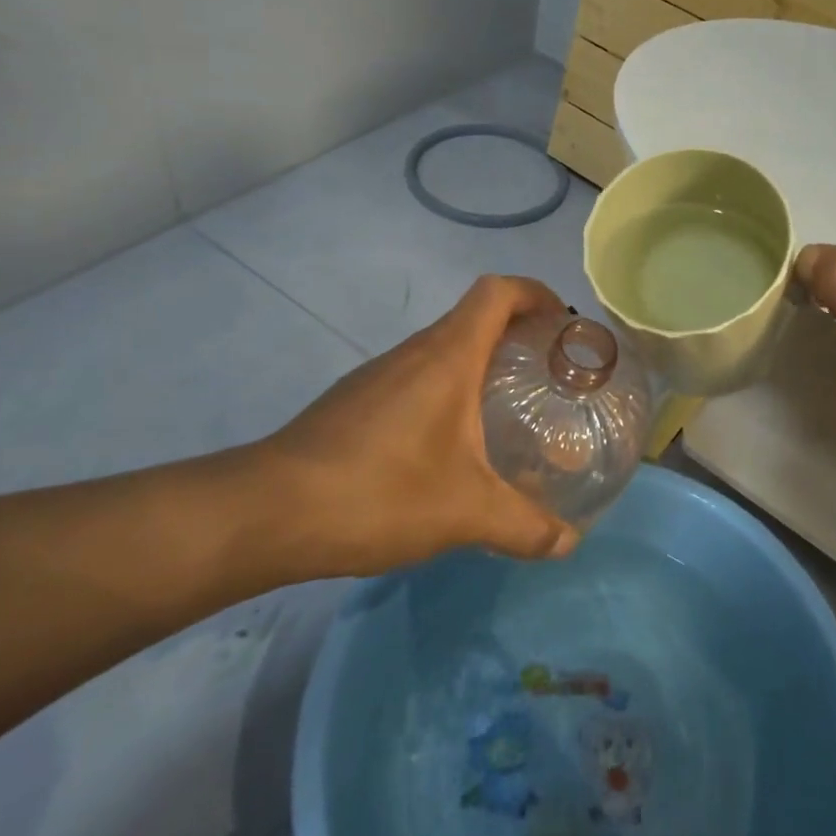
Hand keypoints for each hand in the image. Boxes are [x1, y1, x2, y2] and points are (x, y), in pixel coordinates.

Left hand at [232, 276, 579, 581]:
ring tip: (507, 411)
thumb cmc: (379, 491)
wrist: (268, 512)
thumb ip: (524, 526)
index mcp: (448, 355)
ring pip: (442, 350)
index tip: (562, 324)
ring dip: (479, 365)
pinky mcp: (355, 402)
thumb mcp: (465, 513)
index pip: (498, 292)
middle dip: (516, 334)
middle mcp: (414, 352)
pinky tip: (449, 446)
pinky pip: (415, 378)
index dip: (534, 294)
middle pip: (473, 317)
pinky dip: (446, 392)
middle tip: (548, 376)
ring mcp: (378, 375)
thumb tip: (567, 543)